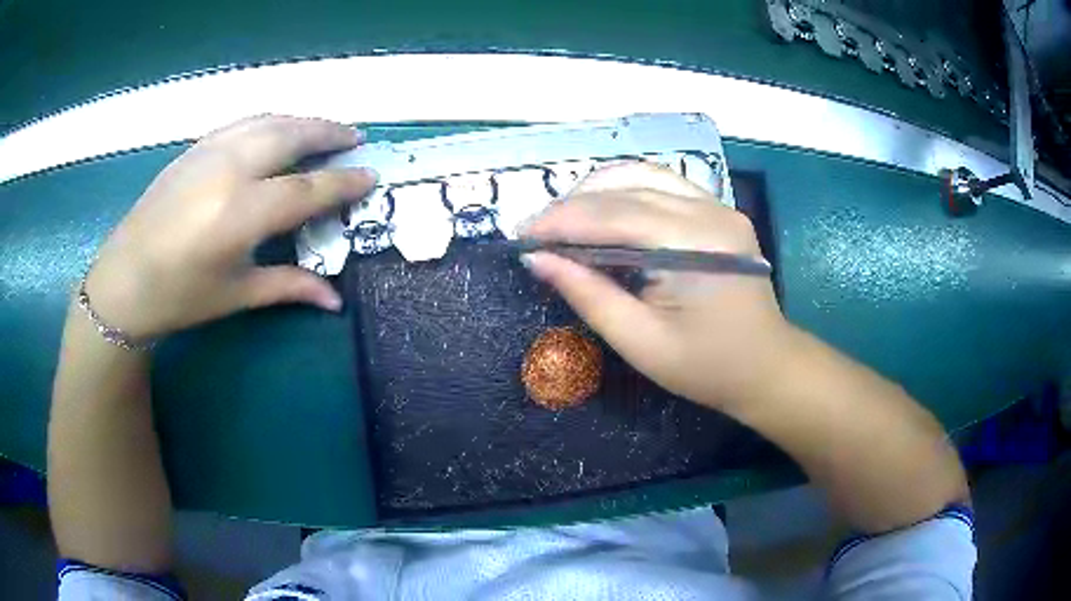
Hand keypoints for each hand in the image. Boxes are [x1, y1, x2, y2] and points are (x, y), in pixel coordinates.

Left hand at [83, 115, 376, 339]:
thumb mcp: (236, 295)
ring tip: (323, 128)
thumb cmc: (180, 297)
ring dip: (302, 120)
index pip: (307, 190)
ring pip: (268, 121)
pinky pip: (242, 122)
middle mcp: (229, 171)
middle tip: (355, 137)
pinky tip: (277, 129)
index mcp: (240, 214)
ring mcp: (209, 152)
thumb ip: (289, 286)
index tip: (371, 175)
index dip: (343, 183)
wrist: (123, 281)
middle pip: (291, 136)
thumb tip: (336, 300)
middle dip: (329, 133)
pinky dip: (270, 121)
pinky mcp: (194, 148)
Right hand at [521, 163, 789, 409]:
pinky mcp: (718, 210)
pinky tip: (601, 211)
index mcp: (695, 245)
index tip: (522, 235)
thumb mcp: (640, 342)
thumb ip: (589, 295)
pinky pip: (662, 184)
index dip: (561, 221)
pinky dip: (624, 192)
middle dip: (573, 205)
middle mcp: (710, 211)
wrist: (767, 366)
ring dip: (596, 191)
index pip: (613, 216)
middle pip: (626, 187)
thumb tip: (537, 259)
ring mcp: (718, 206)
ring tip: (563, 219)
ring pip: (642, 175)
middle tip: (536, 230)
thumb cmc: (707, 367)